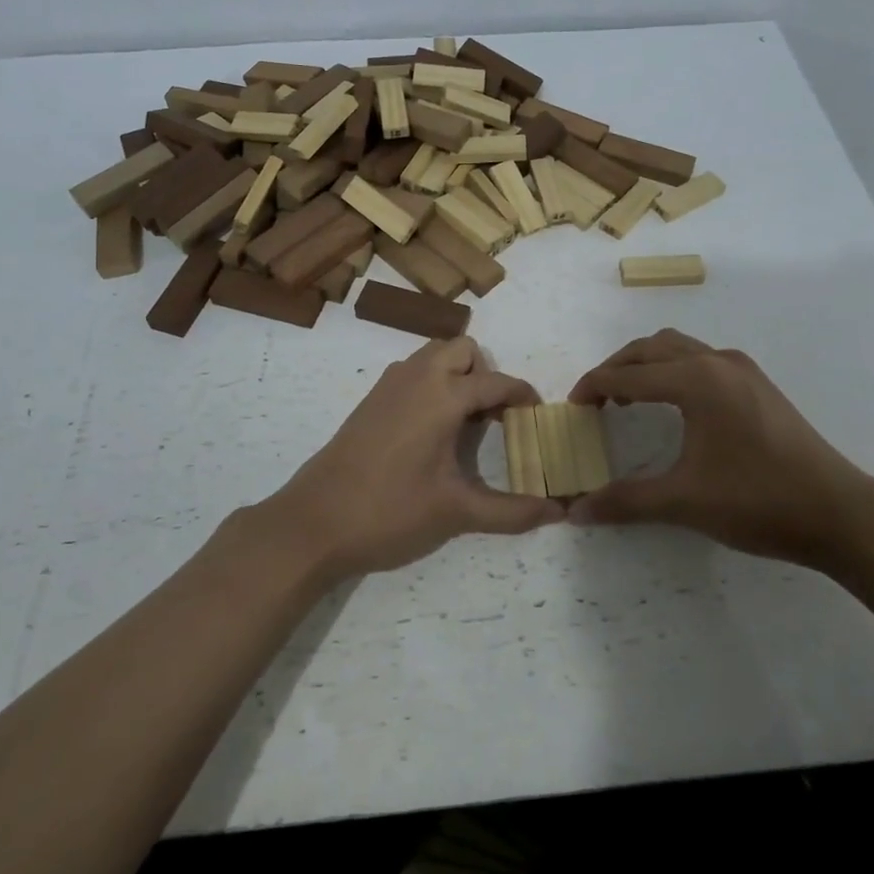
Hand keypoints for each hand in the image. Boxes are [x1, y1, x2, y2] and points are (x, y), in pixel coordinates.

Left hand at [262, 337, 562, 580]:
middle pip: (463, 350)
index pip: (495, 382)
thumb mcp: (456, 512)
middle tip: (495, 418)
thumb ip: (511, 511)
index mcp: (442, 396)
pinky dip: (431, 384)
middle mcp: (416, 377)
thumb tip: (559, 512)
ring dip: (456, 375)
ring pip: (433, 356)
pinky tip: (431, 431)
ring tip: (465, 423)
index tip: (538, 417)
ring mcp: (388, 385)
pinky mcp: (370, 400)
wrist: (314, 523)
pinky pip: (412, 372)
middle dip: (485, 374)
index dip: (522, 396)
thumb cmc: (390, 512)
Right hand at [567, 329, 873, 568]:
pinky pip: (701, 359)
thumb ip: (626, 501)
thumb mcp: (684, 501)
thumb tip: (575, 512)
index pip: (628, 375)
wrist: (839, 512)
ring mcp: (742, 369)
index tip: (572, 407)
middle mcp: (716, 361)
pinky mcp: (758, 383)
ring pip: (678, 348)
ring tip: (628, 398)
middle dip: (616, 368)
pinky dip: (673, 370)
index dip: (594, 387)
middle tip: (594, 400)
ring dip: (646, 365)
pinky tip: (674, 404)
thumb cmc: (758, 501)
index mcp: (696, 380)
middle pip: (650, 348)